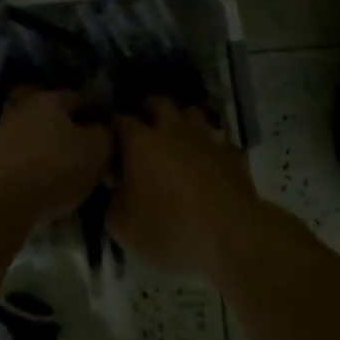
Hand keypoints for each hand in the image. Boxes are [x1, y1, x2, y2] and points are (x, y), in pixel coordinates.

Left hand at [0, 87, 114, 224]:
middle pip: (57, 117)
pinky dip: (37, 167)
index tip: (113, 129)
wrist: (0, 203)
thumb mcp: (97, 150)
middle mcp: (24, 107)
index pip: (83, 97)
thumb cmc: (55, 169)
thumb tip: (103, 130)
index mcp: (50, 98)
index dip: (101, 112)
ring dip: (54, 150)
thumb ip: (106, 134)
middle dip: (75, 131)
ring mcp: (3, 132)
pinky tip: (48, 185)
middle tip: (93, 152)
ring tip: (71, 173)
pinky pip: (24, 158)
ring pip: (39, 137)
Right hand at [108, 98, 262, 276]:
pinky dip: (210, 147)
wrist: (231, 236)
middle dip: (148, 109)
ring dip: (182, 121)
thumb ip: (111, 202)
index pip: (119, 119)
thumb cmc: (170, 228)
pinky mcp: (232, 154)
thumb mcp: (123, 227)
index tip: (107, 135)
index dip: (111, 124)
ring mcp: (206, 138)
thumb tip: (112, 189)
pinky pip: (218, 141)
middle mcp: (172, 129)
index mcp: (140, 141)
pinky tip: (208, 161)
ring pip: (192, 113)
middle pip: (158, 103)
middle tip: (142, 126)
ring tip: (176, 138)